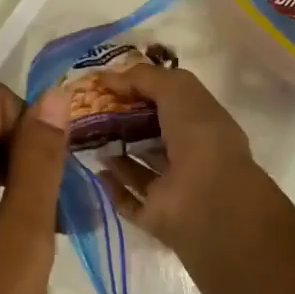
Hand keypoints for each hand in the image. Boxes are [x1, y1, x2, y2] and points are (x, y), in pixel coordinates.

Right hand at [95, 65, 269, 261]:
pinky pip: (129, 199)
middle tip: (88, 109)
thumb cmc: (199, 134)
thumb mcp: (175, 87)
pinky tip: (95, 169)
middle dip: (121, 120)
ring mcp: (172, 187)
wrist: (209, 199)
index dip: (139, 89)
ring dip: (115, 152)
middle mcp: (188, 152)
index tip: (106, 83)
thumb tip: (108, 78)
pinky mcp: (155, 215)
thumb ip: (143, 77)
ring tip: (85, 135)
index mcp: (200, 121)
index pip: (167, 101)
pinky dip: (112, 186)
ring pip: (138, 166)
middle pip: (149, 133)